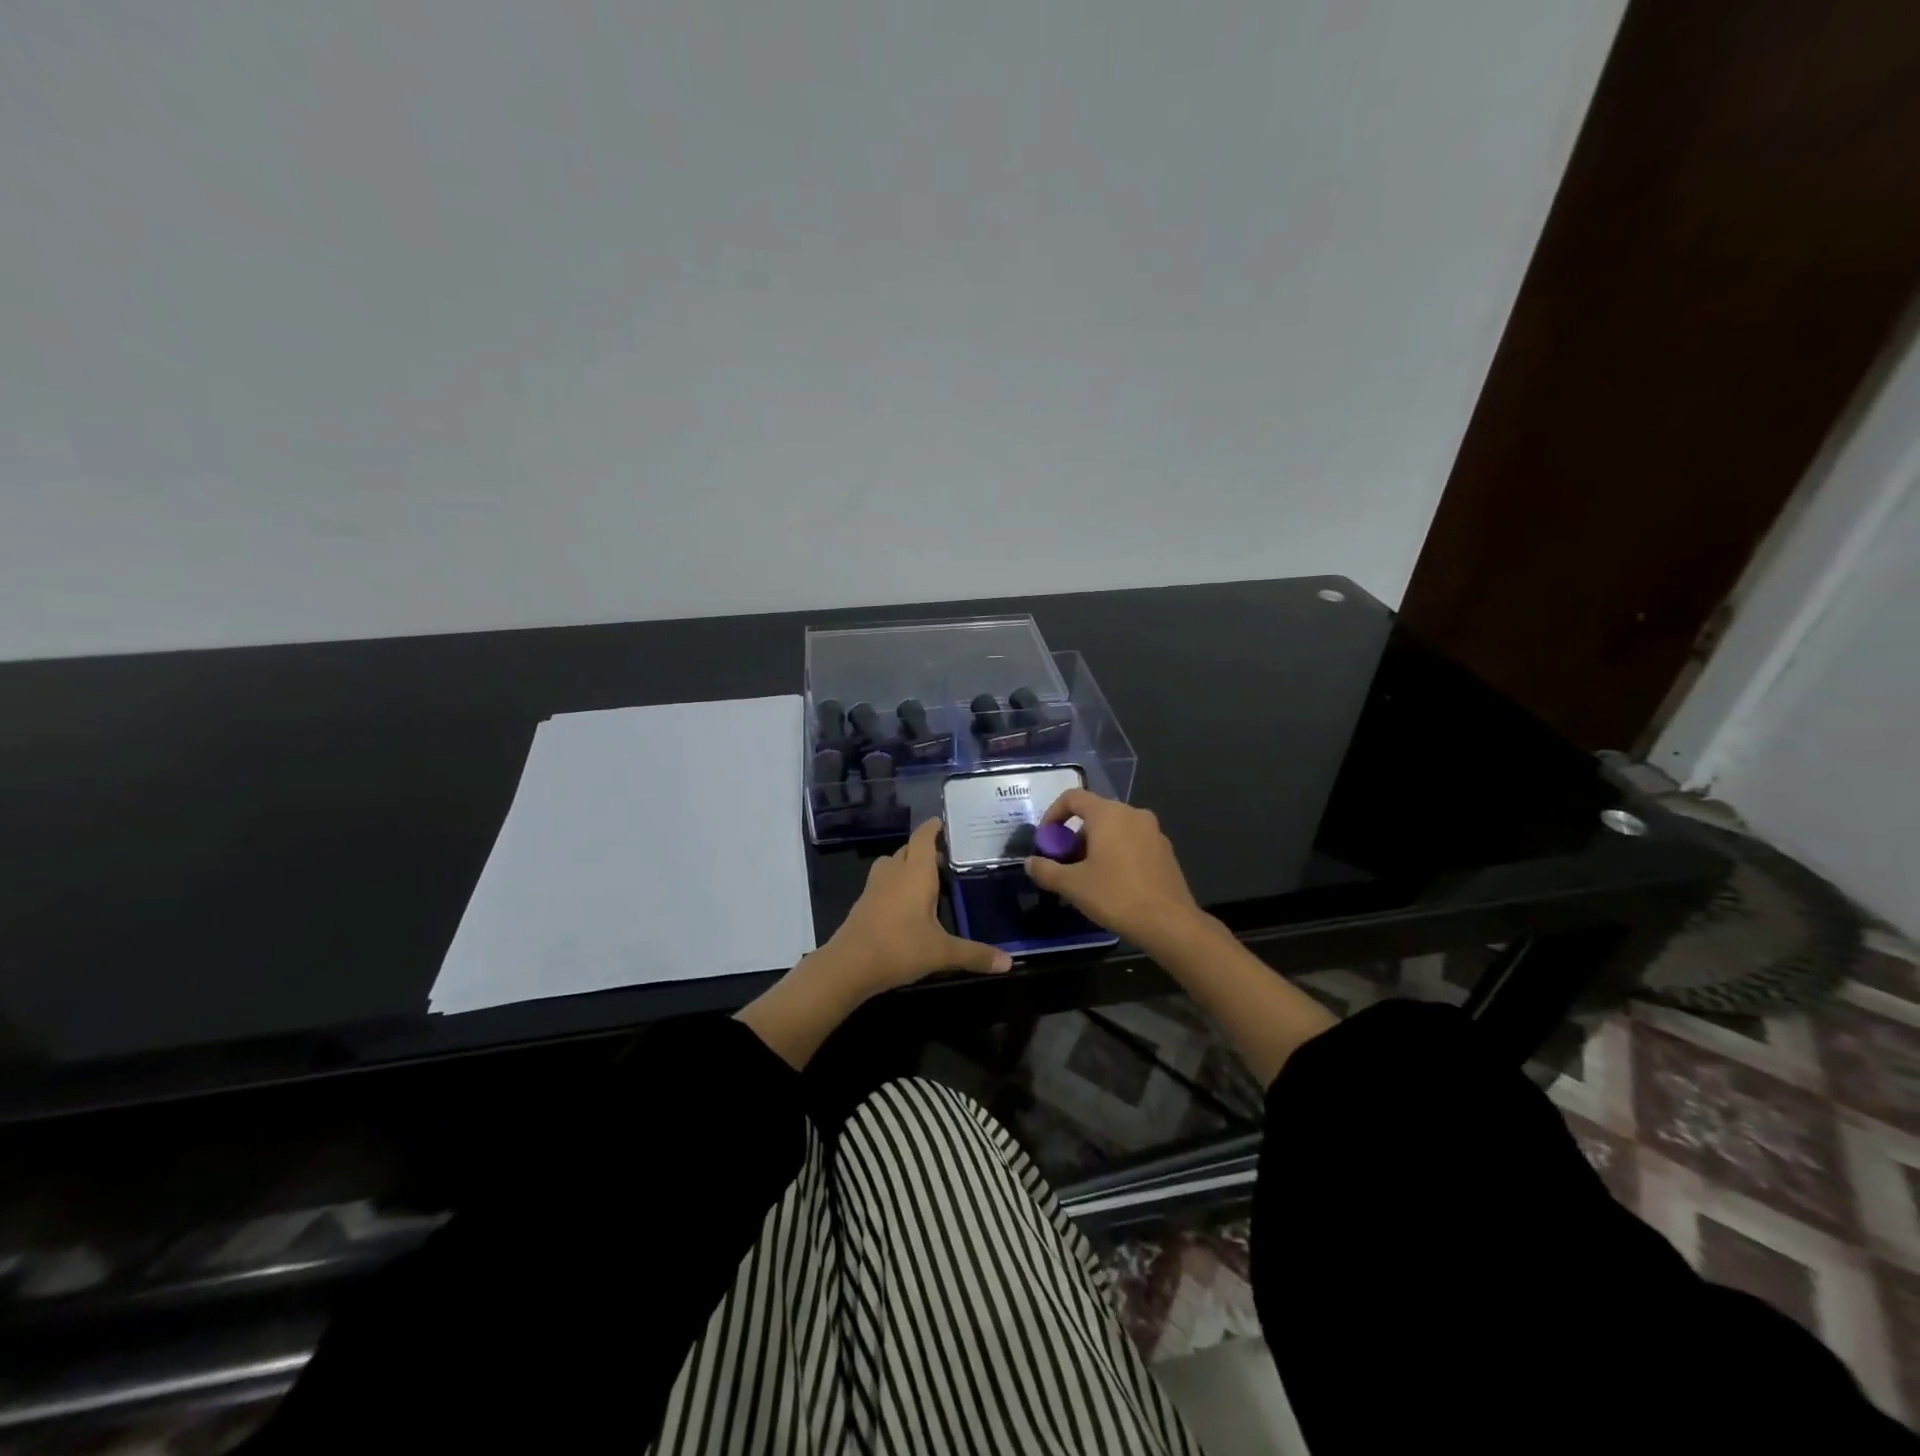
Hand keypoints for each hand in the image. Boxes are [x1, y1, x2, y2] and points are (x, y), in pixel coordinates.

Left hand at [822, 816, 1011, 994]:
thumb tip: (1009, 963)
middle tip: (946, 857)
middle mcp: (894, 872)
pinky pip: (882, 882)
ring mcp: (874, 887)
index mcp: (915, 873)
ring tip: (925, 878)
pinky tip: (905, 904)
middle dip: (924, 849)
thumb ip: (975, 954)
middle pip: (908, 849)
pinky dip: (894, 884)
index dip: (933, 828)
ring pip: (891, 864)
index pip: (923, 838)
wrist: (849, 966)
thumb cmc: (900, 948)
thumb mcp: (942, 953)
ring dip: (906, 865)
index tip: (943, 823)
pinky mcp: (863, 903)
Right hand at [1024, 789, 1206, 950]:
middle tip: (1064, 863)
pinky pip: (1132, 841)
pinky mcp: (1165, 850)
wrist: (1169, 923)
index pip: (1073, 797)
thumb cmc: (1116, 896)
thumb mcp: (1072, 885)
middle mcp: (1132, 813)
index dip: (1053, 814)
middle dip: (1073, 835)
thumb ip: (1046, 870)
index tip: (1046, 840)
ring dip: (1095, 845)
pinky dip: (1116, 852)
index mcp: (1108, 814)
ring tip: (1086, 875)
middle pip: (1094, 814)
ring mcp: (1153, 831)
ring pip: (1114, 828)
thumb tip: (1029, 862)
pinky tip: (1113, 882)